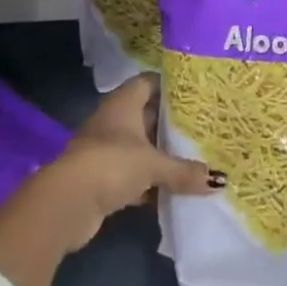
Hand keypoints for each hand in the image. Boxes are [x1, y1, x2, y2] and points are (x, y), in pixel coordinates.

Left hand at [44, 73, 219, 251]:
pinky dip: (151, 179)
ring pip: (142, 145)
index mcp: (124, 103)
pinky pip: (134, 172)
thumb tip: (219, 180)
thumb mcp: (153, 165)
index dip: (171, 84)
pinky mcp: (104, 177)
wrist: (67, 204)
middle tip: (204, 124)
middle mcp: (114, 120)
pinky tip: (174, 186)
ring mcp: (107, 149)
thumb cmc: (111, 164)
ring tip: (197, 154)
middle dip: (172, 121)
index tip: (197, 91)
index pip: (150, 82)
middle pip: (148, 114)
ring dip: (162, 153)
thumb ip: (184, 171)